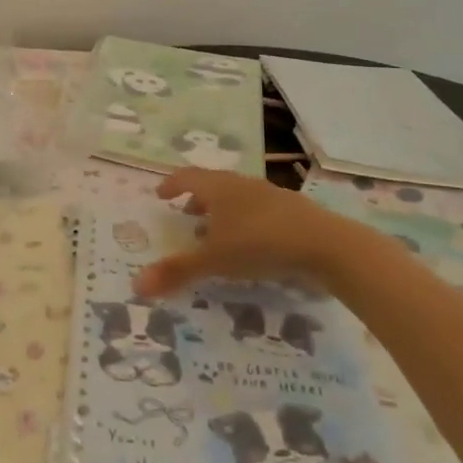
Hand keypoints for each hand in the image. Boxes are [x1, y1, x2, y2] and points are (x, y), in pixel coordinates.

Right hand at [134, 168, 364, 298]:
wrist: (326, 244)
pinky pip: (258, 210)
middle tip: (185, 214)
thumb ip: (177, 271)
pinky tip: (251, 244)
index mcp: (219, 187)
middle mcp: (242, 184)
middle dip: (196, 198)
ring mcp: (270, 195)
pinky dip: (244, 221)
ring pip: (237, 196)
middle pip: (213, 184)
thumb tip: (136, 285)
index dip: (171, 184)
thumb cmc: (260, 243)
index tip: (160, 194)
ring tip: (216, 232)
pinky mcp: (292, 211)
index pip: (187, 176)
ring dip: (222, 211)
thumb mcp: (214, 260)